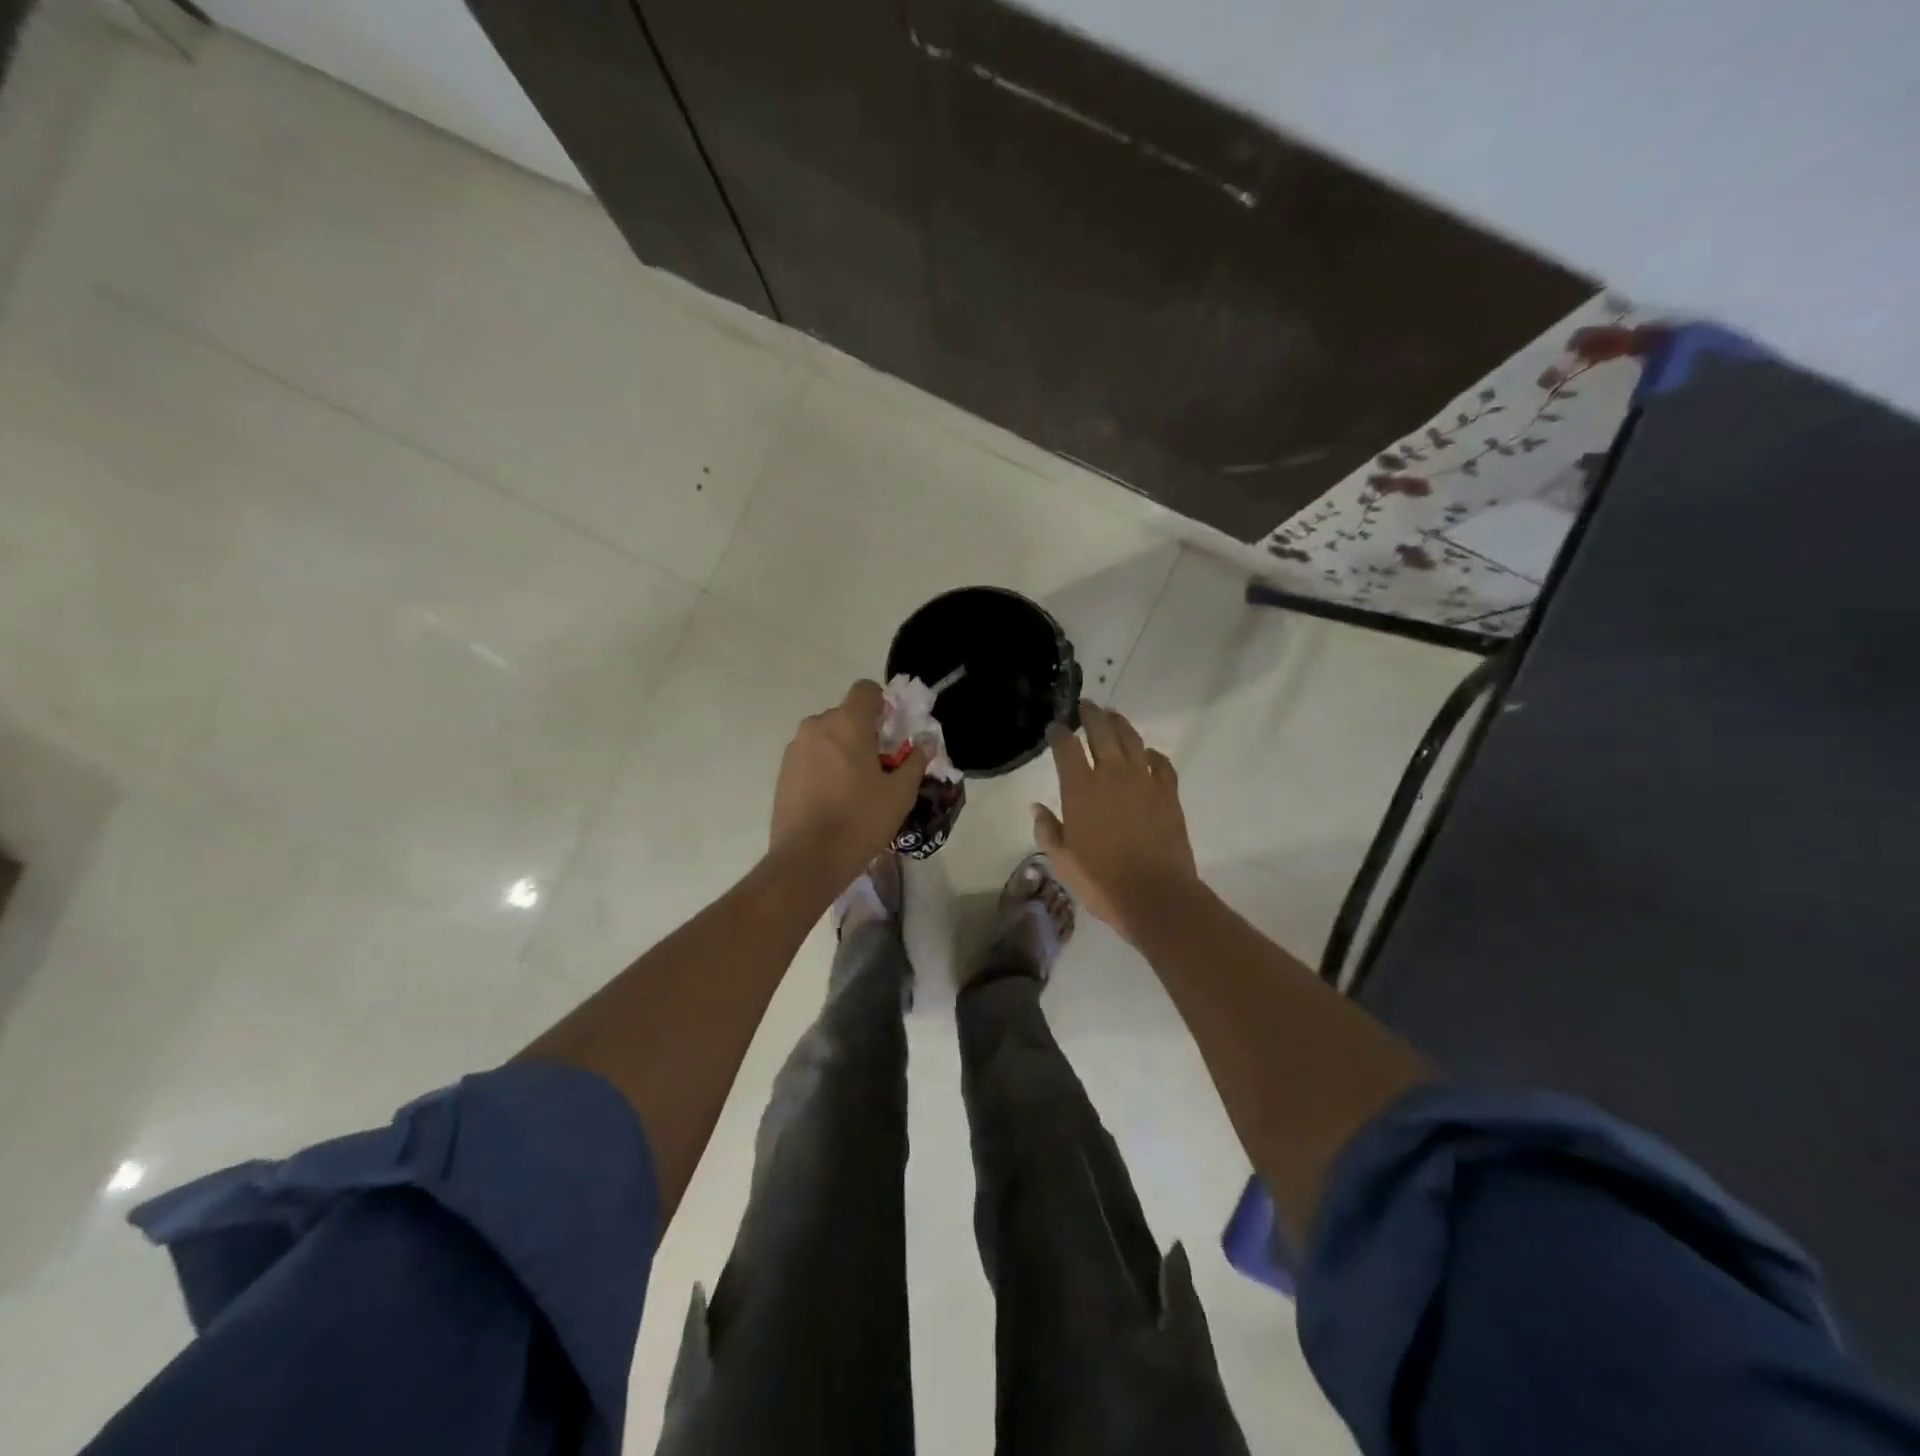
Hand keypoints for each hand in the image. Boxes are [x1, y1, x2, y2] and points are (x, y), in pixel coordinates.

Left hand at [771, 680, 927, 882]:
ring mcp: (795, 749)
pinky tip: (834, 800)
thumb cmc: (860, 820)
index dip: (882, 704)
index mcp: (847, 723)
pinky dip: (825, 768)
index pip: (865, 690)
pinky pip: (811, 757)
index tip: (892, 732)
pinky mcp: (783, 772)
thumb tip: (925, 743)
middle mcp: (817, 726)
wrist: (808, 859)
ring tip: (856, 788)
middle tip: (880, 767)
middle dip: (864, 733)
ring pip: (827, 738)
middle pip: (846, 716)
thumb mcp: (900, 793)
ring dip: (843, 751)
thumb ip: (915, 761)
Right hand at [1034, 702, 1197, 939]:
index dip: (1059, 734)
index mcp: (1080, 789)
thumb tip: (1037, 807)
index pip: (1067, 748)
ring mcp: (1144, 782)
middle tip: (1086, 705)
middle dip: (1091, 715)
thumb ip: (1048, 830)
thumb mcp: (1062, 861)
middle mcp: (1111, 776)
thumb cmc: (1101, 881)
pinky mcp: (1168, 794)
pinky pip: (1161, 763)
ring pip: (1132, 740)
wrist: (1155, 895)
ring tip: (1112, 716)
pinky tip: (1147, 754)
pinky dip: (1152, 754)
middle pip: (1102, 732)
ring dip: (1120, 724)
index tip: (1055, 727)